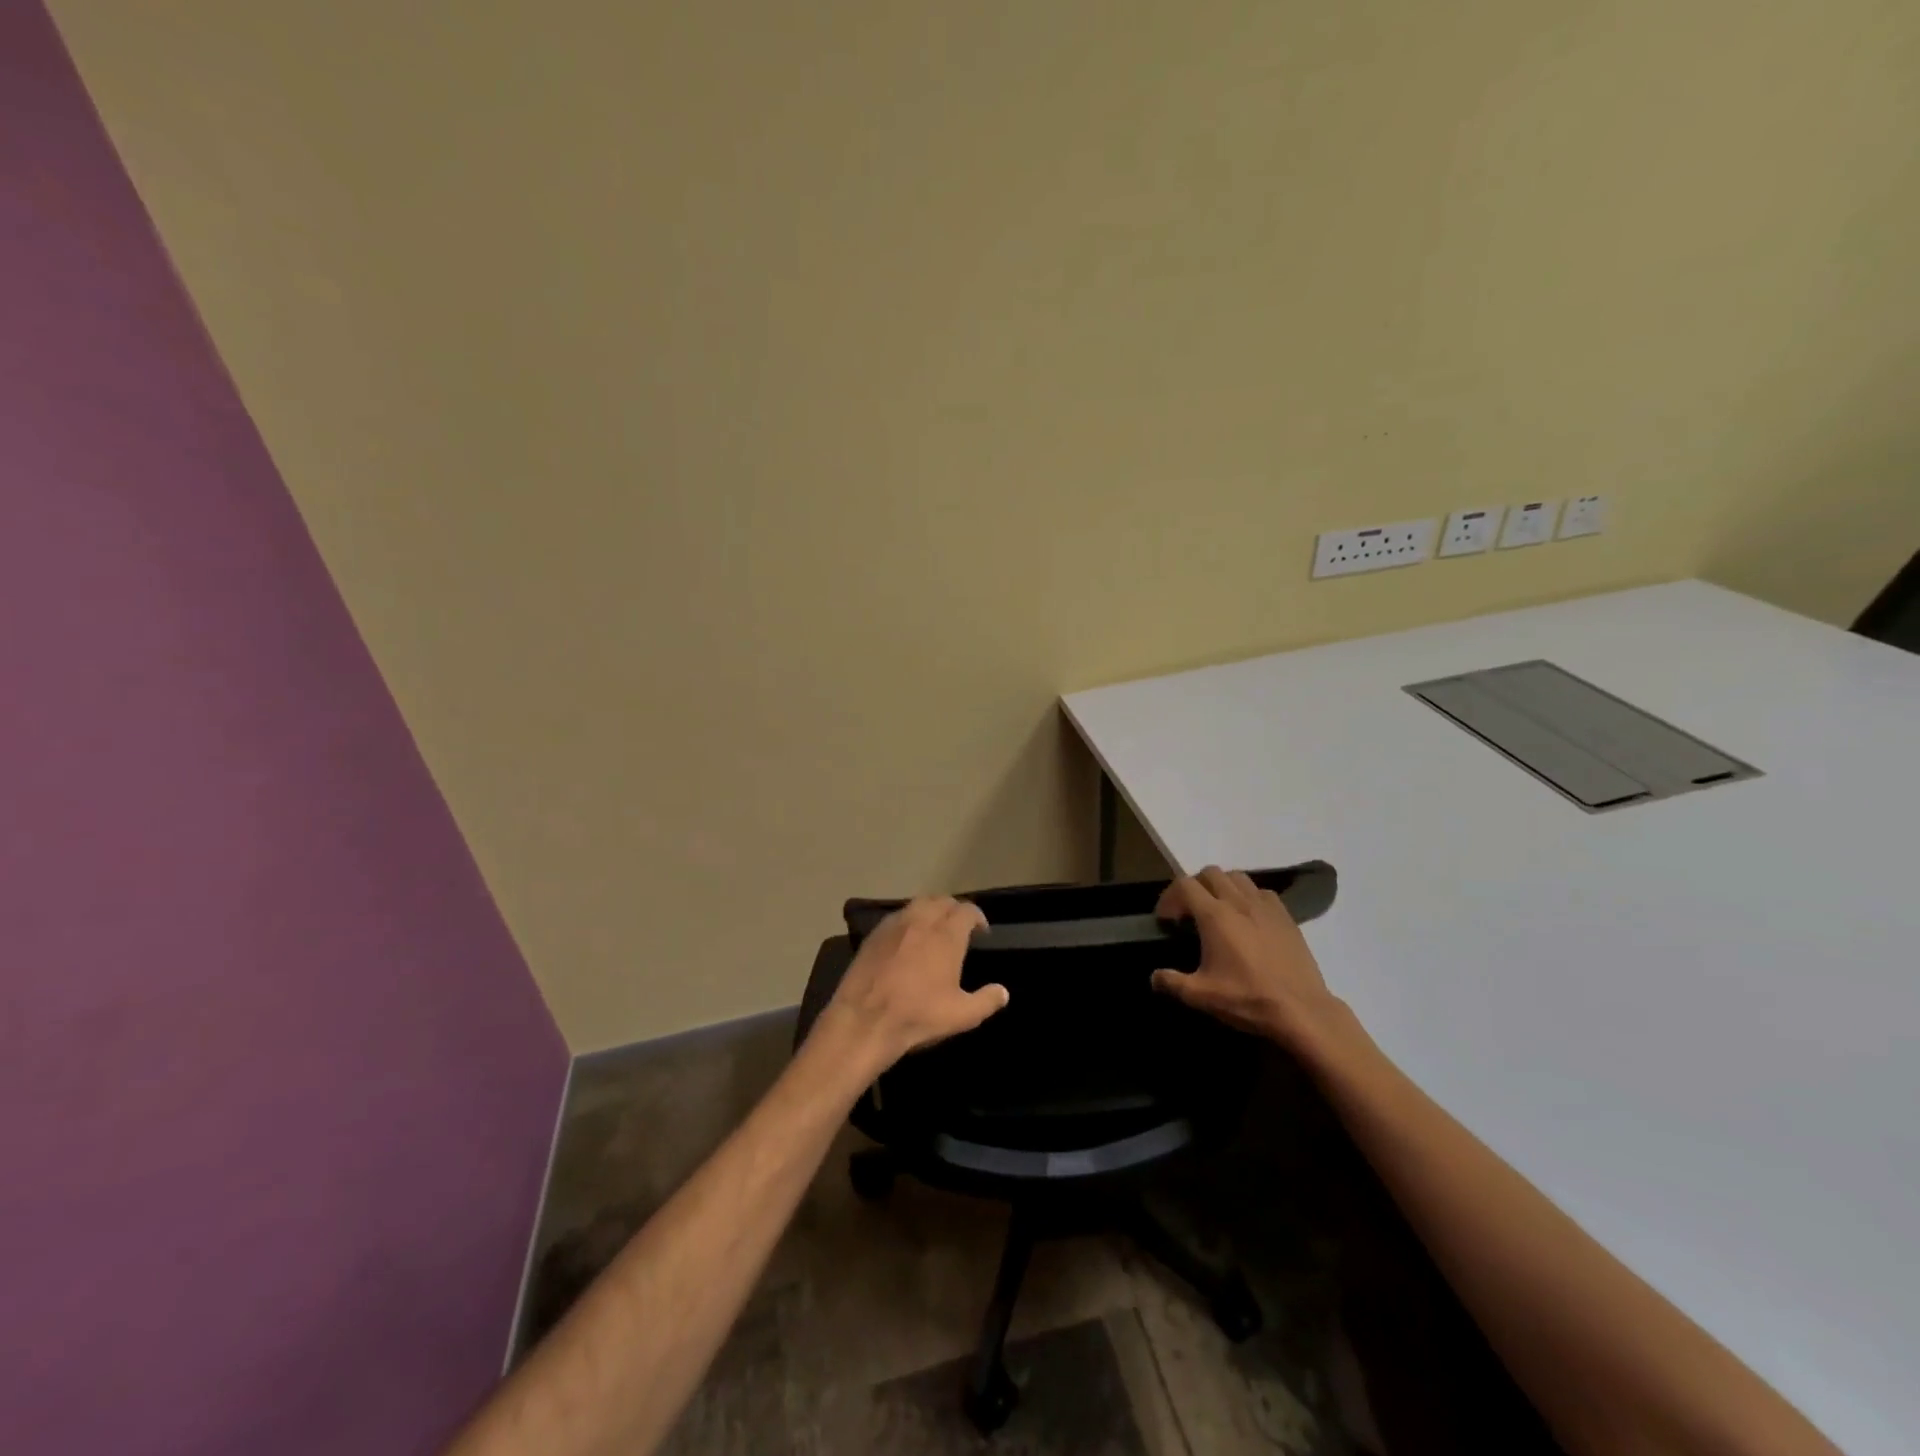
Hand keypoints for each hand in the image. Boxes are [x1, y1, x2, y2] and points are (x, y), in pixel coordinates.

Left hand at [818, 897, 1008, 1073]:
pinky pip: (897, 916)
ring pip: (918, 904)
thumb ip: (987, 1000)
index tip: (981, 932)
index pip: (967, 910)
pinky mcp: (873, 935)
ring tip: (934, 929)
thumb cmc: (918, 1015)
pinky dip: (908, 920)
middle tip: (959, 929)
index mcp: (946, 935)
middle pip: (942, 901)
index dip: (977, 917)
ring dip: (931, 911)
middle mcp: (921, 920)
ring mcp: (894, 925)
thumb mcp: (962, 1015)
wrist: (864, 1021)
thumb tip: (1003, 992)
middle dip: (954, 910)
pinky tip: (908, 940)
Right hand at [1151, 867, 1358, 1064]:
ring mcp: (1265, 906)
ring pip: (1237, 877)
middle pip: (1210, 873)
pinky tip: (1248, 919)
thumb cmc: (1248, 998)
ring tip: (1218, 910)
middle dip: (1194, 886)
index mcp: (1215, 916)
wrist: (1302, 1010)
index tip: (1166, 919)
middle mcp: (1239, 902)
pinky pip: (1262, 892)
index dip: (1169, 897)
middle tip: (1189, 911)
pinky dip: (1248, 896)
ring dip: (1222, 886)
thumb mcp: (1202, 996)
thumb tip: (1154, 978)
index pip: (1184, 885)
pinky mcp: (1286, 916)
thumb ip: (1172, 983)